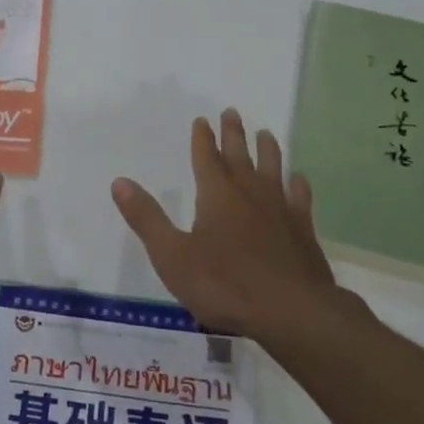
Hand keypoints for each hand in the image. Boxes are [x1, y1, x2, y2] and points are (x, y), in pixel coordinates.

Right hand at [111, 108, 340, 341]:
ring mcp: (280, 210)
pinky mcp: (303, 230)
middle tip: (232, 112)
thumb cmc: (224, 285)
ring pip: (273, 170)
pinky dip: (298, 185)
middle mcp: (249, 194)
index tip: (202, 120)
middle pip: (240, 156)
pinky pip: (300, 198)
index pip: (206, 158)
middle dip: (233, 134)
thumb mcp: (172, 256)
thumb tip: (119, 182)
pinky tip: (298, 179)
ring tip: (266, 133)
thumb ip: (146, 218)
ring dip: (268, 150)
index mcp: (216, 196)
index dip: (202, 139)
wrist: (291, 311)